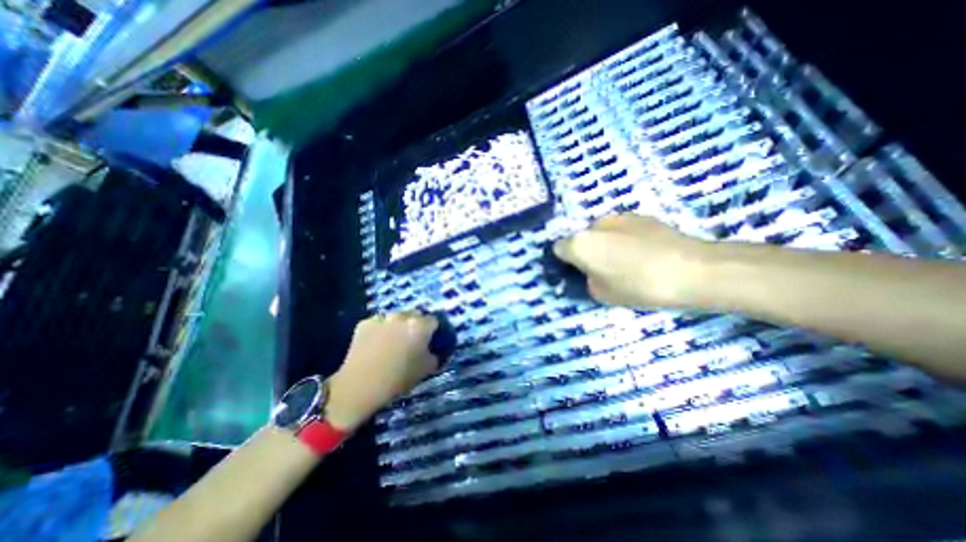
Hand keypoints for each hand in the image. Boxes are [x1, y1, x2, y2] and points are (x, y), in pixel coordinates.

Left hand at [329, 313, 439, 431]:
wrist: (360, 386)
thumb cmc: (398, 378)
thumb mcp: (426, 369)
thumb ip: (435, 354)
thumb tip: (434, 349)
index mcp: (419, 325)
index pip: (433, 321)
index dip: (433, 331)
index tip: (430, 340)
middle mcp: (402, 316)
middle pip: (415, 315)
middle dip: (416, 325)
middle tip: (412, 340)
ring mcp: (381, 318)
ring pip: (395, 318)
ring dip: (398, 326)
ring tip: (392, 342)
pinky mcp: (364, 323)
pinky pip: (378, 323)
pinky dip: (380, 330)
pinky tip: (376, 344)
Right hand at [550, 214, 707, 311]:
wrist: (693, 270)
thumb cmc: (639, 286)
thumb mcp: (602, 295)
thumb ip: (588, 280)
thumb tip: (591, 271)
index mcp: (580, 244)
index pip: (559, 249)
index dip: (566, 262)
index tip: (579, 273)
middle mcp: (595, 224)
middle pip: (581, 238)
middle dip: (587, 252)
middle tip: (604, 269)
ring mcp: (619, 217)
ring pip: (602, 232)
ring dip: (606, 244)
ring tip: (629, 261)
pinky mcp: (641, 216)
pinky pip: (622, 229)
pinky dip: (625, 238)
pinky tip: (645, 252)